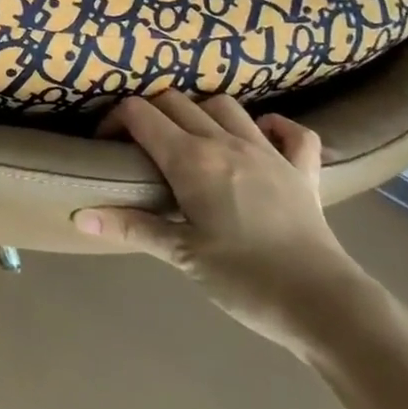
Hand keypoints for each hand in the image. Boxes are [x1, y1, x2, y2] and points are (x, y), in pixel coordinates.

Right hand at [74, 91, 378, 356]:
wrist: (327, 307)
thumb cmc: (246, 280)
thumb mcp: (182, 256)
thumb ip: (131, 227)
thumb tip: (80, 216)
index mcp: (191, 158)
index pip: (139, 113)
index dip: (115, 119)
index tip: (106, 143)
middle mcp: (225, 141)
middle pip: (175, 100)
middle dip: (150, 112)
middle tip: (139, 143)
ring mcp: (267, 151)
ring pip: (224, 105)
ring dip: (201, 111)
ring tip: (191, 137)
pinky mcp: (302, 170)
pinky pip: (292, 132)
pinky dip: (275, 126)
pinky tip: (262, 137)